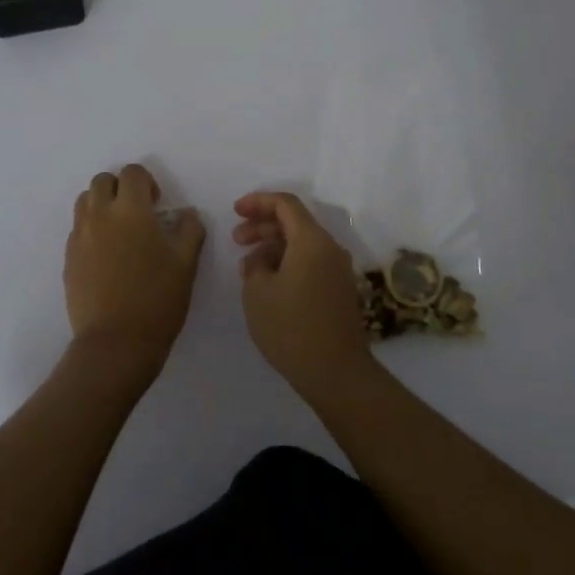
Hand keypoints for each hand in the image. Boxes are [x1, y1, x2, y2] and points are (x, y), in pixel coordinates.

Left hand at [65, 164, 205, 379]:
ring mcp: (79, 237)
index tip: (157, 203)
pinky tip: (108, 257)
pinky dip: (92, 230)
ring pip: (84, 202)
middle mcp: (99, 215)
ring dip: (102, 205)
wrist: (116, 342)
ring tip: (120, 231)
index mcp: (130, 210)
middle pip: (102, 181)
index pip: (132, 173)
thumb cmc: (157, 299)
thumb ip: (189, 229)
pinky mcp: (68, 259)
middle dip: (120, 188)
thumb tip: (186, 213)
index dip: (146, 182)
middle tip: (137, 213)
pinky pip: (78, 229)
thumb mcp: (186, 263)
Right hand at [234, 191, 372, 398]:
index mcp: (312, 241)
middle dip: (263, 225)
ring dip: (273, 246)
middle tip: (236, 239)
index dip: (258, 201)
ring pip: (302, 243)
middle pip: (295, 222)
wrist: (335, 372)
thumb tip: (262, 258)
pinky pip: (310, 262)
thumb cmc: (291, 327)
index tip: (235, 210)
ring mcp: (337, 270)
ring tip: (247, 265)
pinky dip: (287, 261)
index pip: (285, 204)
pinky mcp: (338, 289)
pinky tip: (267, 281)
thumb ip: (255, 264)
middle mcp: (330, 248)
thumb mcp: (258, 291)